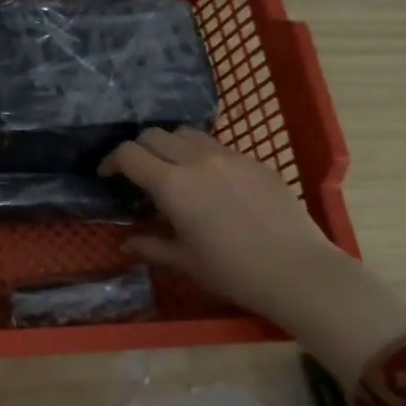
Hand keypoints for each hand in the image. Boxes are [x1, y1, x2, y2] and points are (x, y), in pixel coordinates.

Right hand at [101, 127, 405, 388]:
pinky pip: (219, 147)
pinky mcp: (256, 162)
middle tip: (137, 173)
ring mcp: (230, 157)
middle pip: (154, 135)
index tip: (107, 175)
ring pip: (187, 134)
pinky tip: (211, 183)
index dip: (111, 161)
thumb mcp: (184, 261)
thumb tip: (127, 244)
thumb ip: (151, 246)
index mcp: (172, 185)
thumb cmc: (232, 271)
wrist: (298, 272)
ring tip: (173, 170)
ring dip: (170, 146)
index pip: (129, 154)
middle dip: (138, 149)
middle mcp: (197, 161)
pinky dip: (203, 156)